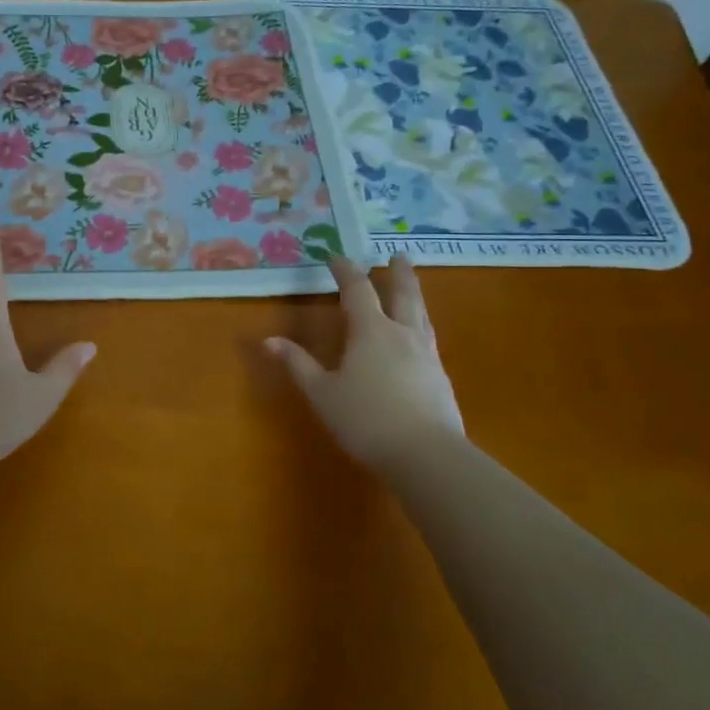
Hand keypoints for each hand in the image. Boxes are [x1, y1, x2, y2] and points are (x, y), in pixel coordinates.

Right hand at [266, 254, 463, 470]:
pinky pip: (429, 337)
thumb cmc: (365, 420)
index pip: (357, 290)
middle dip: (398, 273)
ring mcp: (426, 354)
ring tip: (411, 288)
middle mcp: (402, 333)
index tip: (336, 257)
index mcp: (370, 331)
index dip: (345, 271)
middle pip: (403, 294)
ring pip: (421, 314)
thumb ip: (298, 364)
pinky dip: (421, 324)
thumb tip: (269, 340)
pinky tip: (419, 337)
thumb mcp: (322, 393)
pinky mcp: (440, 376)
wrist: (426, 455)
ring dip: (414, 295)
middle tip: (398, 255)